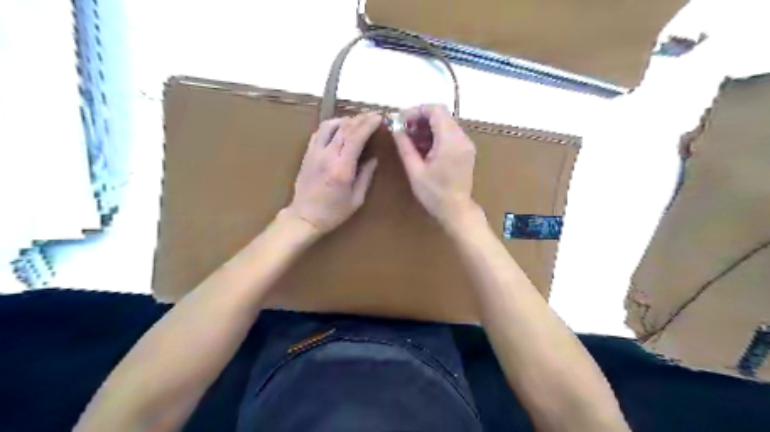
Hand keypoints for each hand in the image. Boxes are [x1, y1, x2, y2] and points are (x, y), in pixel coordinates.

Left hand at [283, 112, 381, 232]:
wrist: (304, 217)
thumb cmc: (333, 212)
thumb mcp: (356, 199)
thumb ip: (365, 177)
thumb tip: (373, 159)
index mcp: (342, 168)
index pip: (356, 137)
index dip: (369, 124)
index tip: (379, 118)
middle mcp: (327, 156)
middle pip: (345, 128)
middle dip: (361, 118)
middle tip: (372, 115)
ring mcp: (315, 153)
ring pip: (330, 126)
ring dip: (345, 120)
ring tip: (357, 121)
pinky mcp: (307, 154)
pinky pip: (319, 133)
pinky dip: (331, 126)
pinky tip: (339, 129)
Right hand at [394, 102, 479, 226]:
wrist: (456, 210)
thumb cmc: (434, 194)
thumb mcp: (415, 171)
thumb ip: (405, 147)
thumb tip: (395, 129)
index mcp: (450, 142)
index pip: (436, 110)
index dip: (417, 111)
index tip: (401, 120)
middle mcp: (462, 138)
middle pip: (441, 115)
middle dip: (420, 119)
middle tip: (403, 130)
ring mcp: (466, 144)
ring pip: (445, 124)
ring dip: (427, 128)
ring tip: (410, 140)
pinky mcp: (466, 151)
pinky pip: (450, 134)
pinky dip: (435, 136)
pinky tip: (423, 148)